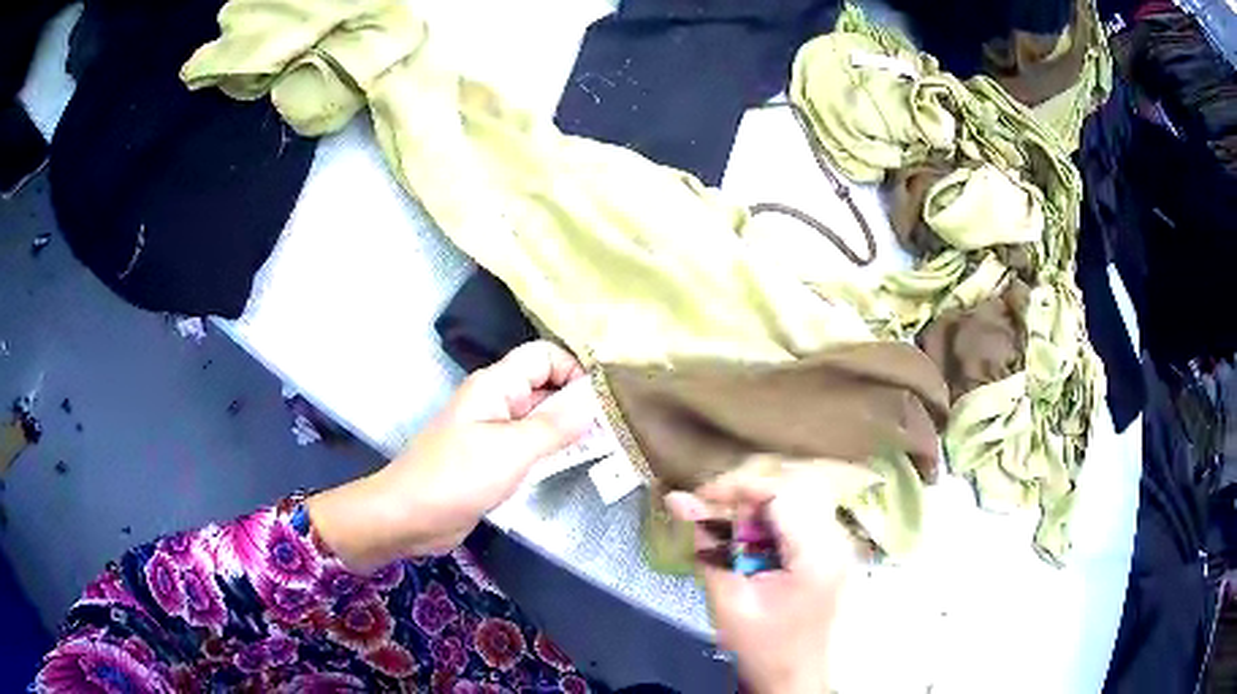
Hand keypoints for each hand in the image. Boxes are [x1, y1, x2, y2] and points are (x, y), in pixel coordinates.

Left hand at [308, 341, 590, 571]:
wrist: (409, 516)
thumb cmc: (457, 476)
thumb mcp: (512, 450)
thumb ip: (556, 426)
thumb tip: (594, 404)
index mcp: (495, 385)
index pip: (543, 356)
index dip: (575, 370)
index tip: (604, 401)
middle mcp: (495, 401)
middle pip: (544, 386)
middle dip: (577, 402)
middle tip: (614, 428)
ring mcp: (492, 432)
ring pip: (538, 419)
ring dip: (566, 430)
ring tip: (603, 447)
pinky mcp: (491, 460)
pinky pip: (528, 446)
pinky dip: (550, 451)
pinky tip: (572, 465)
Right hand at [666, 464, 860, 693]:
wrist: (792, 680)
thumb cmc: (761, 649)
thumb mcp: (728, 600)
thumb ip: (708, 547)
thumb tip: (678, 501)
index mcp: (817, 554)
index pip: (781, 493)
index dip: (738, 486)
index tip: (701, 498)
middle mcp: (836, 542)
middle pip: (792, 491)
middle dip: (747, 497)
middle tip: (712, 516)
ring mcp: (838, 547)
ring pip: (797, 502)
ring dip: (758, 510)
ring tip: (729, 535)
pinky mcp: (832, 555)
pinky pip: (801, 520)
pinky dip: (771, 525)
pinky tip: (751, 548)